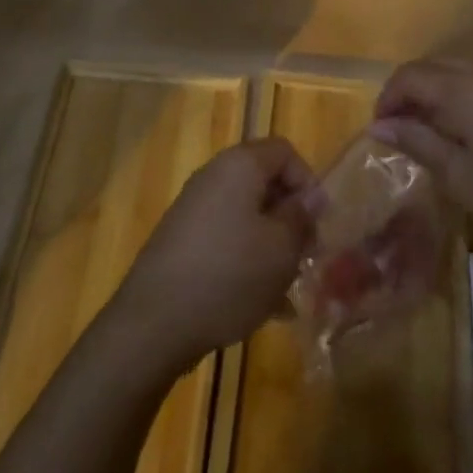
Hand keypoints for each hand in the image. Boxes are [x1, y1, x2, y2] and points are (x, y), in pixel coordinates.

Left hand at [112, 138, 319, 375]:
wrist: (155, 321)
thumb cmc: (229, 275)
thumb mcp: (281, 248)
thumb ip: (300, 217)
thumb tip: (311, 196)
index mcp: (239, 166)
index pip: (284, 151)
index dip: (307, 182)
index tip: (317, 223)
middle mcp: (214, 177)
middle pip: (264, 182)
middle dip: (291, 217)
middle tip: (306, 256)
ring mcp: (194, 209)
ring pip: (247, 215)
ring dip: (272, 243)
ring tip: (288, 286)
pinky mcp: (183, 240)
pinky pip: (227, 239)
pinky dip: (247, 261)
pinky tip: (263, 305)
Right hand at [369, 53, 472, 279]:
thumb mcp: (463, 178)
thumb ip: (419, 143)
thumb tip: (379, 127)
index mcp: (468, 88)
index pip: (411, 76)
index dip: (388, 99)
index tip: (379, 130)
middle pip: (436, 67)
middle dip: (411, 93)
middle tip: (401, 131)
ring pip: (463, 70)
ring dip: (439, 91)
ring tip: (432, 131)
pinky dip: (467, 94)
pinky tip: (470, 128)